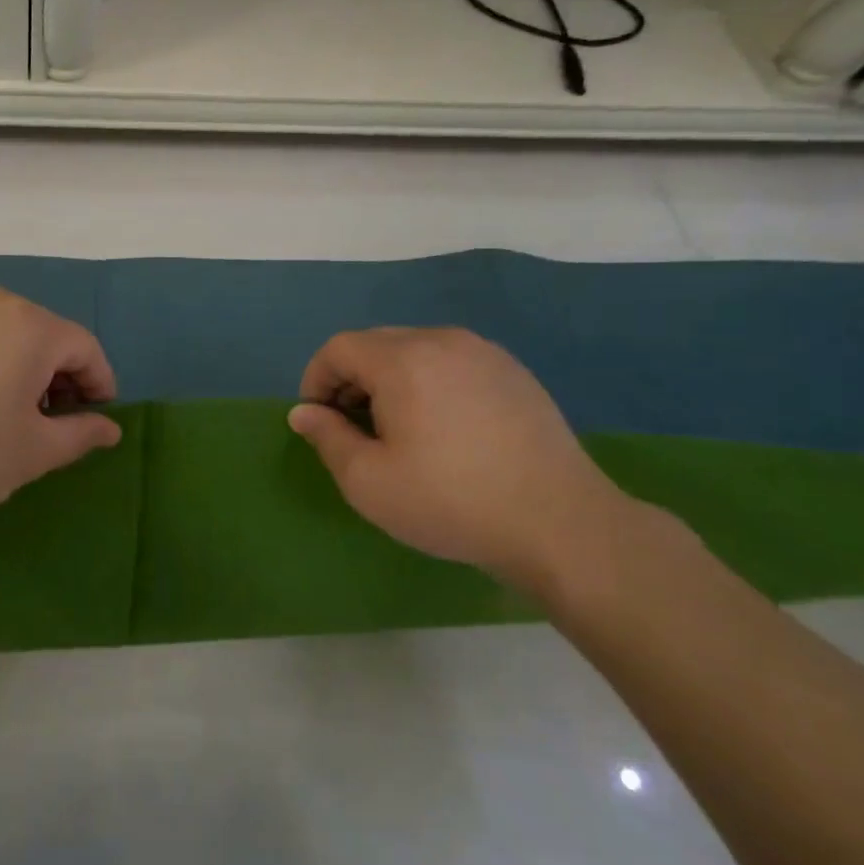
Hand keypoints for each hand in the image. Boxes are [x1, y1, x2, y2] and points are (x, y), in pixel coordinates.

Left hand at [0, 285, 121, 522]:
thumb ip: (80, 435)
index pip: (84, 348)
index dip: (99, 384)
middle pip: (44, 334)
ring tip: (6, 410)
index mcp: (30, 325)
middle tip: (51, 421)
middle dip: (58, 376)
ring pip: (4, 332)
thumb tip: (110, 429)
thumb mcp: (32, 453)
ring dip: (19, 366)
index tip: (95, 419)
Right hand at [288, 327, 638, 590]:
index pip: (339, 348)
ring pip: (415, 350)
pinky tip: (442, 428)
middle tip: (352, 427)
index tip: (318, 420)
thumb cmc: (450, 501)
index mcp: (403, 360)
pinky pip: (451, 362)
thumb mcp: (368, 481)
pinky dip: (428, 382)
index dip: (316, 380)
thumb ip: (327, 438)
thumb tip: (303, 412)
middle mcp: (443, 341)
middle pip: (376, 343)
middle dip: (351, 379)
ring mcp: (485, 353)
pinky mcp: (514, 372)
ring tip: (396, 428)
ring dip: (389, 380)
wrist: (559, 523)